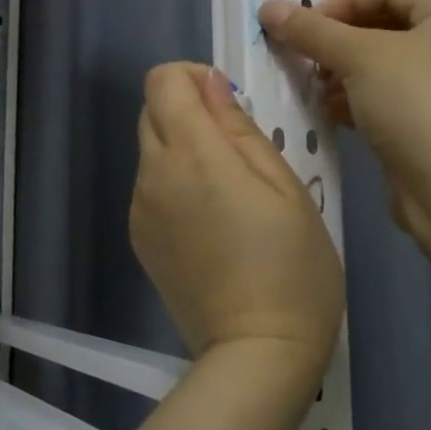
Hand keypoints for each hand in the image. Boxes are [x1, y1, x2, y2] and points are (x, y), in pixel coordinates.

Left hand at [130, 63, 342, 382]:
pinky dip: (174, 183)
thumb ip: (240, 129)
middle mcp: (153, 174)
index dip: (193, 77)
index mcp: (192, 154)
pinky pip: (150, 187)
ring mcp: (140, 209)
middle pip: (150, 111)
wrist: (256, 352)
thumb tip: (211, 86)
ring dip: (181, 148)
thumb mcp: (285, 186)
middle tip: (235, 147)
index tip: (229, 103)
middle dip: (187, 110)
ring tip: (228, 190)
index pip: (162, 80)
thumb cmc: (291, 266)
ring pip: (150, 149)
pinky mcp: (139, 238)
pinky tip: (210, 221)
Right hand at [258, 0, 430, 260]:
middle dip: (339, 39)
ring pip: (382, 67)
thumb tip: (267, 6)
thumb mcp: (360, 57)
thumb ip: (312, 31)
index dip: (343, 0)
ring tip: (311, 86)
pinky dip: (355, 101)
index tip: (305, 25)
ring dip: (342, 72)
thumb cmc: (417, 105)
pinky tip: (328, 112)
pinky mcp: (429, 128)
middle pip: (384, 26)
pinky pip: (385, 101)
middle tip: (303, 56)